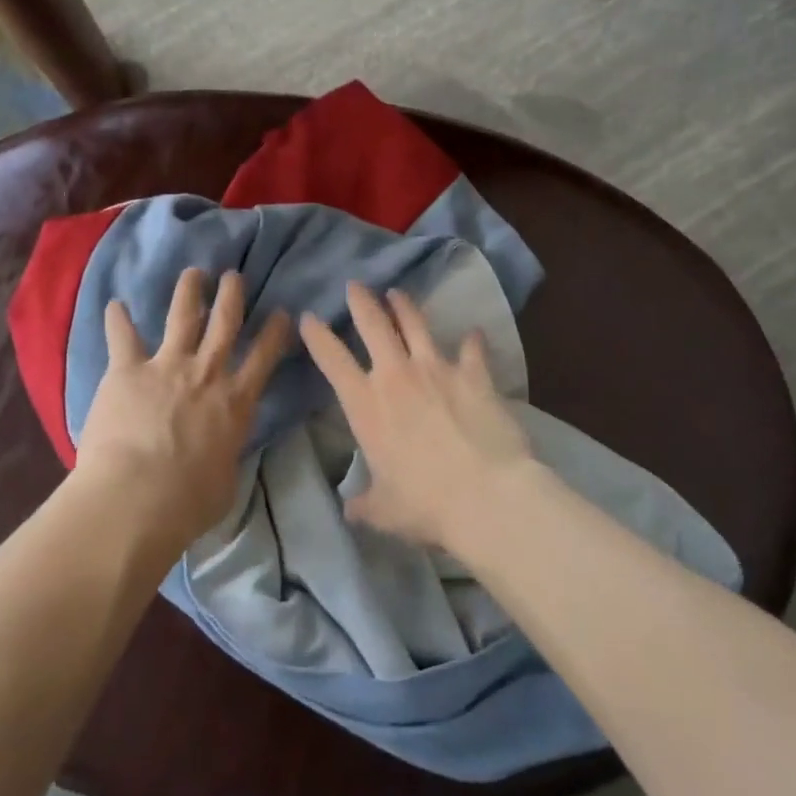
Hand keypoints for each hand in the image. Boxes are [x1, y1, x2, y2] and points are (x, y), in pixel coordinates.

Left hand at [74, 267, 291, 551]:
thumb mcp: (227, 481)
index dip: (276, 331)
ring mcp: (167, 366)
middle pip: (225, 321)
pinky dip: (117, 319)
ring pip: (182, 315)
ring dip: (188, 291)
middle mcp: (206, 373)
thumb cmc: (188, 502)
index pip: (265, 356)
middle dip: (232, 294)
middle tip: (234, 275)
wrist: (137, 497)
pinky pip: (122, 337)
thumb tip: (223, 451)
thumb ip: (227, 455)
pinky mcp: (128, 370)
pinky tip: (114, 304)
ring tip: (193, 273)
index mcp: (236, 401)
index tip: (282, 313)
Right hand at [300, 284, 534, 549]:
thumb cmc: (425, 505)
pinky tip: (474, 333)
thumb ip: (364, 503)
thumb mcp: (383, 510)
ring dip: (404, 306)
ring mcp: (437, 369)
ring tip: (397, 293)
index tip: (308, 316)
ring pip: (416, 324)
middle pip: (373, 325)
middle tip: (355, 285)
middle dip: (361, 302)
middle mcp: (397, 376)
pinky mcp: (474, 374)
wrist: (486, 495)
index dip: (317, 336)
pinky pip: (472, 349)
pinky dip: (472, 341)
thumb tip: (350, 509)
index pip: (332, 361)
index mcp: (367, 406)